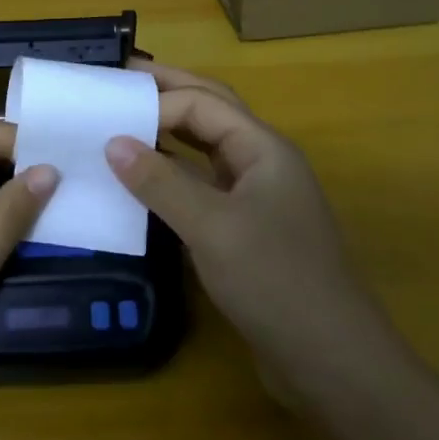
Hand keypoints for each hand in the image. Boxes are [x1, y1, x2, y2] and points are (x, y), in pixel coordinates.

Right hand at [105, 64, 398, 395]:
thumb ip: (161, 183)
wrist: (330, 359)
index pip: (203, 104)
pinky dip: (173, 176)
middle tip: (118, 80)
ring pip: (206, 150)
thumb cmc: (275, 281)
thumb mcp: (212, 228)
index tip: (108, 118)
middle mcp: (262, 163)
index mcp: (263, 149)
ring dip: (170, 133)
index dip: (157, 104)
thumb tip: (113, 142)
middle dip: (168, 93)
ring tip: (125, 122)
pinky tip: (144, 183)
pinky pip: (203, 187)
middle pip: (210, 113)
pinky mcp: (246, 230)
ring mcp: (256, 197)